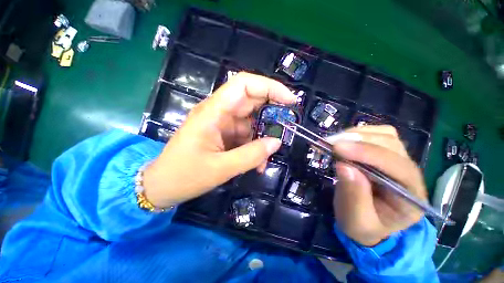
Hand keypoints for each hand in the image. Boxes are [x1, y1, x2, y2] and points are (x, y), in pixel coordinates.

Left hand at [143, 73, 296, 207]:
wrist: (163, 185)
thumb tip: (277, 142)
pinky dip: (254, 146)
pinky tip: (257, 163)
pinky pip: (245, 134)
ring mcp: (221, 123)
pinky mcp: (223, 134)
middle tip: (287, 126)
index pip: (244, 85)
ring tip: (265, 159)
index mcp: (213, 112)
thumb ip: (251, 155)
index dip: (270, 87)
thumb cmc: (185, 175)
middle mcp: (218, 112)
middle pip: (251, 100)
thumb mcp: (221, 168)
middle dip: (272, 111)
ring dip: (262, 137)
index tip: (290, 100)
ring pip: (251, 121)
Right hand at [331, 125, 426, 245]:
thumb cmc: (362, 225)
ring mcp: (400, 160)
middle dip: (359, 141)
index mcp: (411, 198)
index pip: (397, 168)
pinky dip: (357, 134)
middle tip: (329, 144)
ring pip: (386, 135)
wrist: (365, 220)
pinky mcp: (386, 153)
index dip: (366, 154)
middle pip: (392, 145)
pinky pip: (377, 134)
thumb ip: (353, 196)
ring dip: (356, 135)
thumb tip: (344, 166)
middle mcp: (411, 175)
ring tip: (333, 142)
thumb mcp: (356, 220)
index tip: (337, 148)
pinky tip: (343, 142)